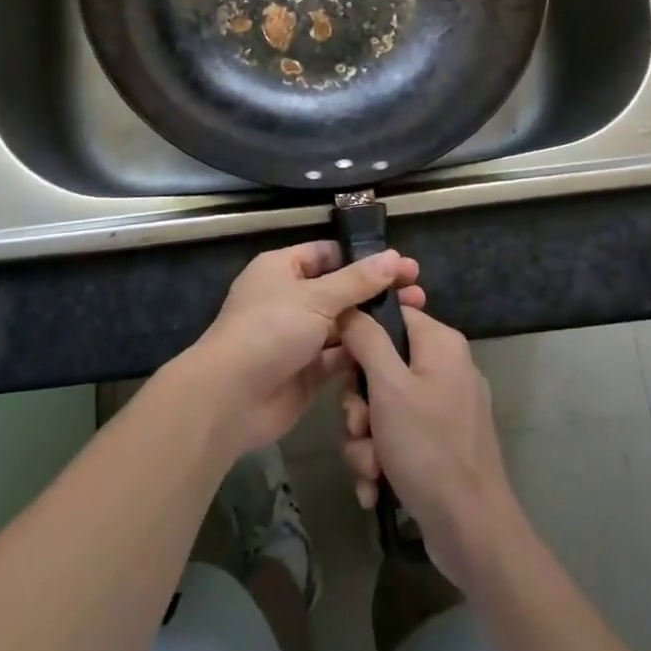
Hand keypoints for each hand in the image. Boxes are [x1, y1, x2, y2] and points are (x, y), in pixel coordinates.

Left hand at [183, 240, 425, 456]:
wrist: (232, 397)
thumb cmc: (270, 330)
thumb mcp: (316, 298)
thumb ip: (357, 281)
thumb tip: (394, 257)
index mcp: (282, 268)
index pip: (328, 253)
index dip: (363, 257)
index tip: (401, 264)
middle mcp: (290, 298)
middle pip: (339, 289)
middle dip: (375, 291)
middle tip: (418, 292)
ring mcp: (298, 336)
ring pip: (342, 324)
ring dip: (373, 322)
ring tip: (415, 319)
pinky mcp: (306, 371)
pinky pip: (339, 356)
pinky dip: (362, 354)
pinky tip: (394, 352)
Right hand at [339, 305, 520, 589]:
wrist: (472, 534)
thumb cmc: (429, 448)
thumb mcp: (388, 387)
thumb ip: (366, 339)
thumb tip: (351, 307)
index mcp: (440, 343)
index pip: (391, 315)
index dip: (360, 335)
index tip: (341, 362)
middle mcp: (445, 368)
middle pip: (381, 365)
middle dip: (359, 404)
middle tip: (358, 426)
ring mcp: (444, 409)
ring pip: (383, 407)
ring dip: (366, 440)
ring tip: (370, 467)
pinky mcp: (440, 445)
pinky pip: (398, 438)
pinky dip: (382, 461)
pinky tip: (376, 487)